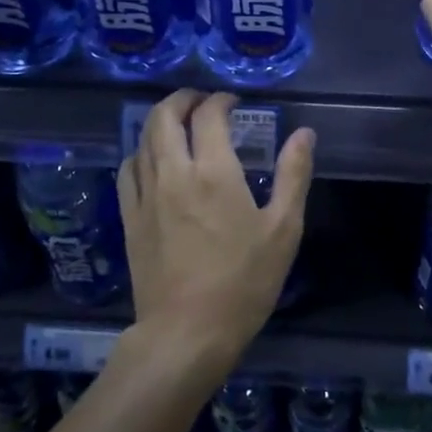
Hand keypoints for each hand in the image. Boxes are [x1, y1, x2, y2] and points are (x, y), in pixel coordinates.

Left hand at [117, 91, 315, 369]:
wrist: (187, 332)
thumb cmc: (244, 282)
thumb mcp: (282, 230)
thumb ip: (293, 175)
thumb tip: (304, 134)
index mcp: (213, 171)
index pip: (208, 115)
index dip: (220, 100)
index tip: (233, 102)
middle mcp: (173, 173)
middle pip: (163, 117)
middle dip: (181, 99)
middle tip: (200, 100)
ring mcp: (145, 196)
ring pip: (142, 140)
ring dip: (159, 122)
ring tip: (178, 124)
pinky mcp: (129, 219)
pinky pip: (128, 171)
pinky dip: (140, 153)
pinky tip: (151, 161)